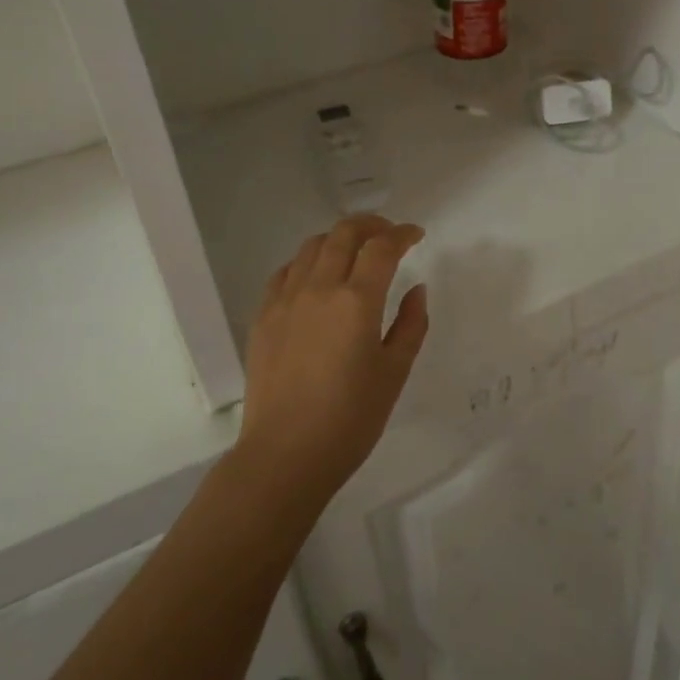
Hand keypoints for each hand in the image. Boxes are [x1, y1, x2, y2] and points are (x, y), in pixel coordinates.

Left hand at [236, 214, 429, 506]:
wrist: (285, 454)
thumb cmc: (350, 419)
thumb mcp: (394, 373)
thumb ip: (411, 324)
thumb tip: (416, 290)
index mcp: (356, 300)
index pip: (382, 247)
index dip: (402, 234)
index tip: (416, 235)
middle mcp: (319, 288)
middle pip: (344, 233)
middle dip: (371, 225)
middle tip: (388, 234)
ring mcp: (285, 300)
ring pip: (312, 246)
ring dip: (338, 239)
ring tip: (354, 251)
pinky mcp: (263, 316)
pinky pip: (285, 271)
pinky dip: (307, 262)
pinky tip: (315, 277)